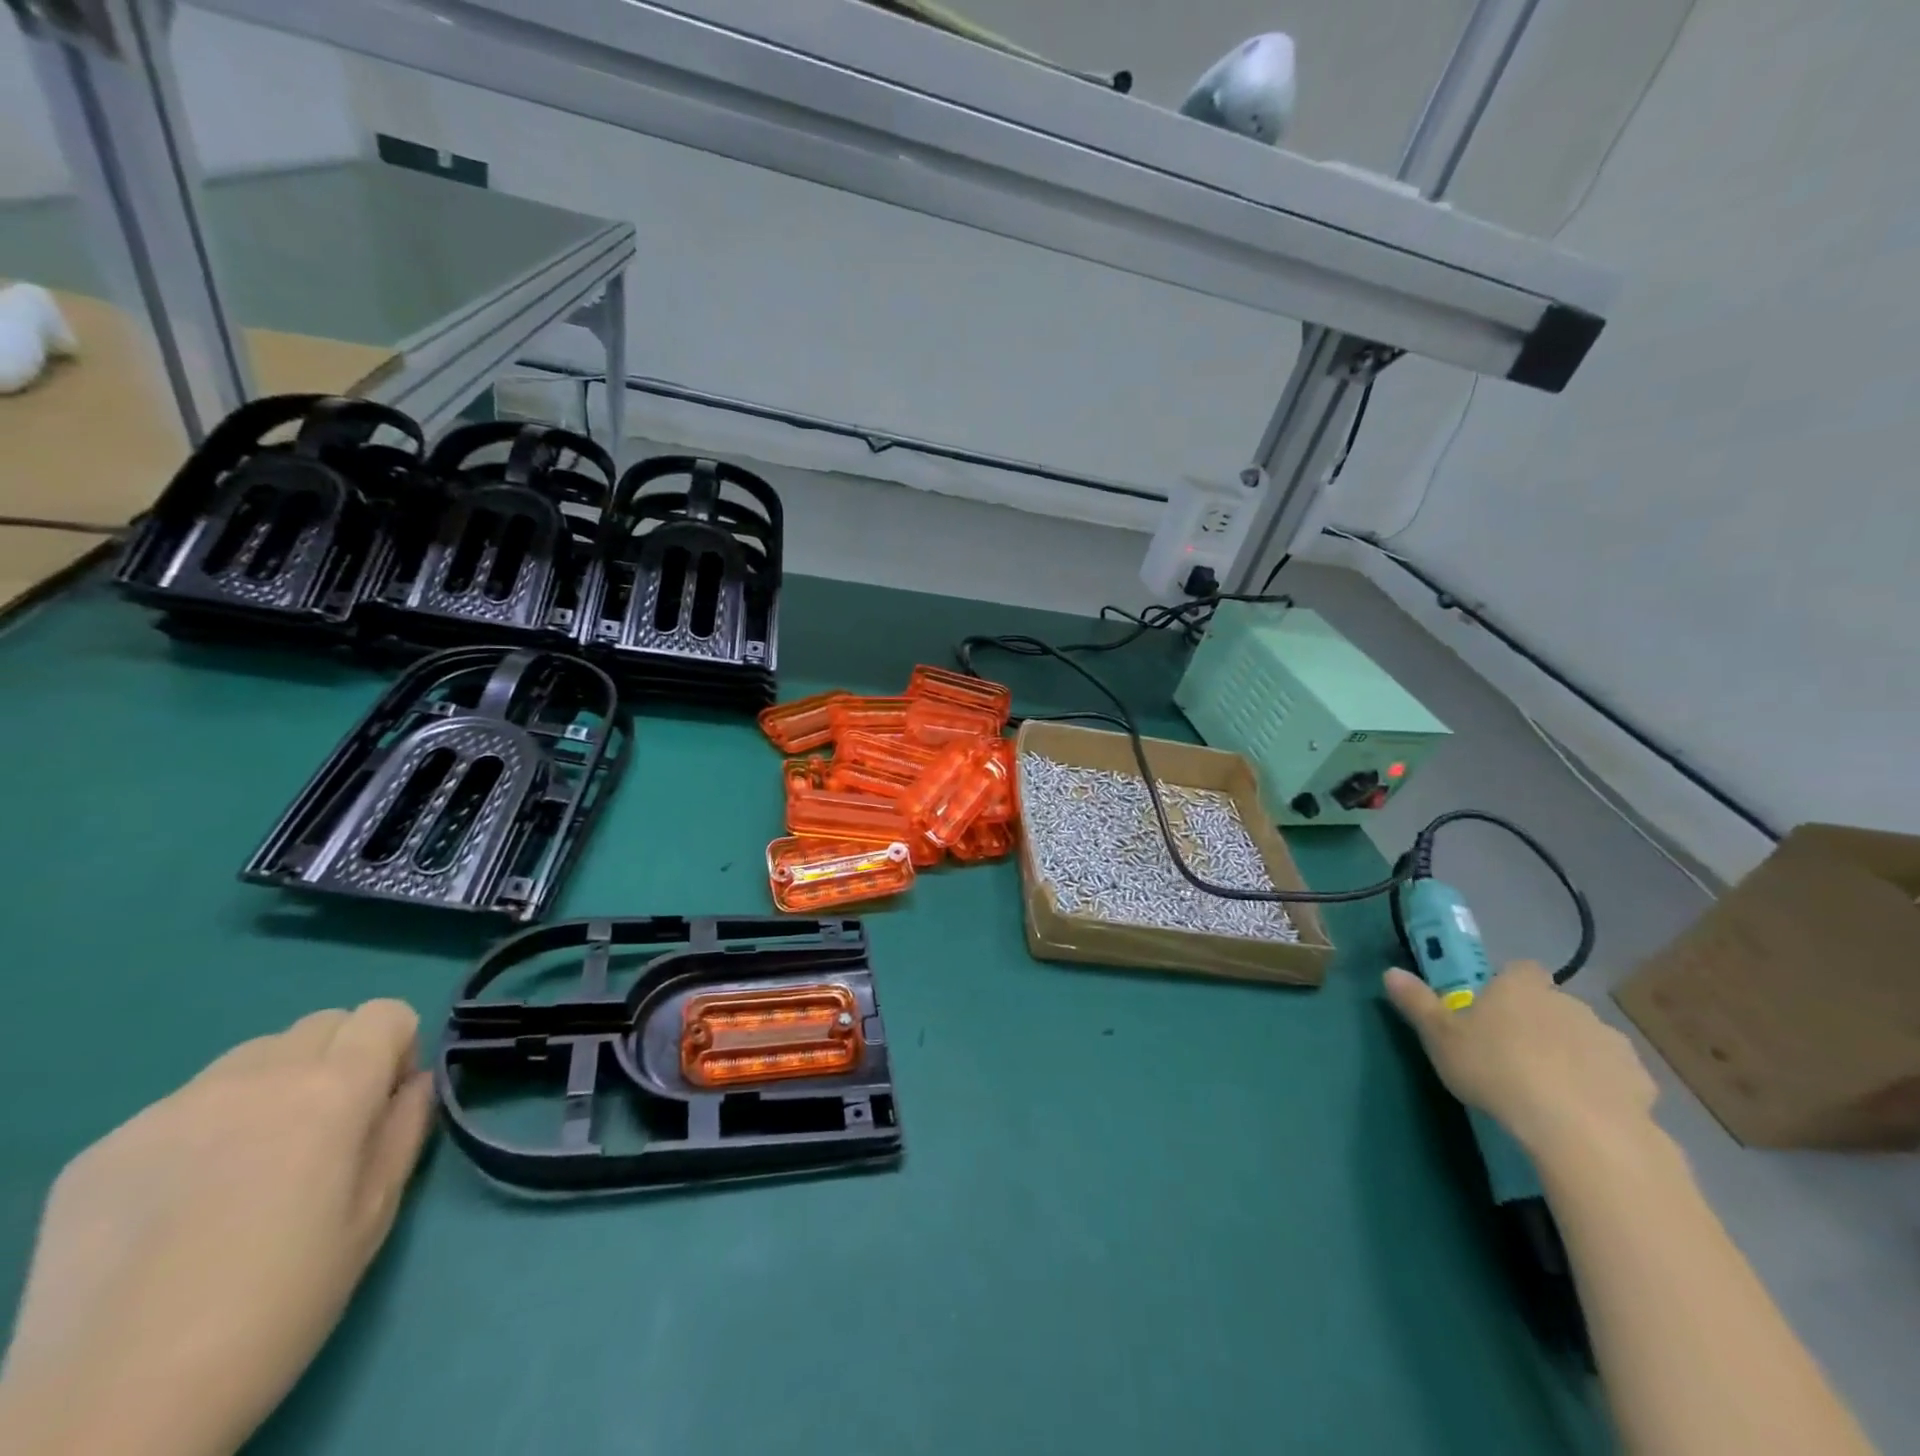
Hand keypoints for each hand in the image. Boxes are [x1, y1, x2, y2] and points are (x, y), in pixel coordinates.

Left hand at [0, 1001, 434, 1455]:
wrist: (111, 1408)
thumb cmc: (280, 1304)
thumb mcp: (375, 1214)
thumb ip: (406, 1128)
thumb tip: (412, 1082)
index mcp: (333, 1090)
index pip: (386, 1013)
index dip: (397, 1049)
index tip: (383, 1103)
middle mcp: (256, 1077)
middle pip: (322, 1023)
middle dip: (339, 1059)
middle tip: (325, 1132)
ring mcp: (171, 1108)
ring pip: (252, 1056)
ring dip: (273, 1085)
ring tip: (251, 1163)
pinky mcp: (106, 1146)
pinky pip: (184, 1104)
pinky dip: (205, 1127)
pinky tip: (183, 1200)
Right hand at [1383, 960, 1656, 1157]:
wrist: (1580, 1129)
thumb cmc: (1497, 1070)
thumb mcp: (1440, 1038)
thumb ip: (1417, 1003)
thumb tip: (1390, 972)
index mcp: (1521, 987)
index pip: (1518, 969)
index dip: (1507, 986)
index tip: (1492, 1012)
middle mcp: (1569, 1003)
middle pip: (1551, 1004)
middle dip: (1537, 1023)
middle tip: (1512, 1055)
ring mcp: (1609, 1041)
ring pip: (1584, 1039)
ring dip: (1570, 1054)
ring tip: (1547, 1089)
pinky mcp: (1640, 1081)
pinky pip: (1614, 1076)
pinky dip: (1600, 1087)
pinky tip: (1581, 1113)